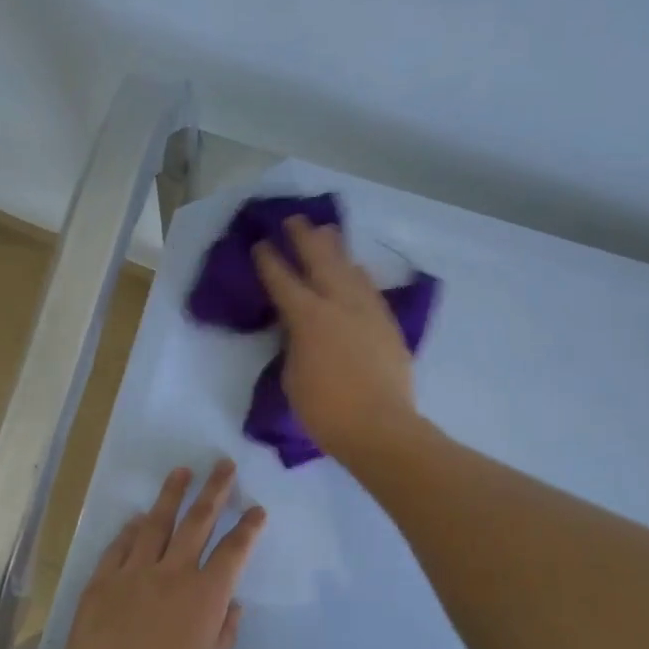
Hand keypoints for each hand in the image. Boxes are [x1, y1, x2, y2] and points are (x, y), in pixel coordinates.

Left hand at [49, 461, 264, 648]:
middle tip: (223, 465)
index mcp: (205, 595)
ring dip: (171, 495)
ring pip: (156, 523)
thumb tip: (232, 603)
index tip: (256, 509)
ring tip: (181, 472)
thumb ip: (225, 630)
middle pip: (197, 521)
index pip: (234, 550)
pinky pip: (120, 545)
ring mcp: (134, 572)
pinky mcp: (102, 580)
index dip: (248, 527)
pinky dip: (131, 529)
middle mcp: (173, 573)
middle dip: (214, 490)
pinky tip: (136, 518)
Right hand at [253, 216, 418, 464]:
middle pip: (321, 260)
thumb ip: (295, 344)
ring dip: (336, 250)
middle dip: (305, 238)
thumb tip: (300, 330)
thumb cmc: (325, 410)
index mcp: (308, 317)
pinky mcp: (388, 325)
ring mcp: (368, 312)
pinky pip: (370, 290)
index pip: (283, 281)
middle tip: (296, 220)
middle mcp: (339, 303)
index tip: (260, 244)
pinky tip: (356, 271)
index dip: (269, 261)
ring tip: (328, 234)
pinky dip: (358, 276)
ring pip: (350, 269)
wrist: (380, 427)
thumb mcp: (293, 376)